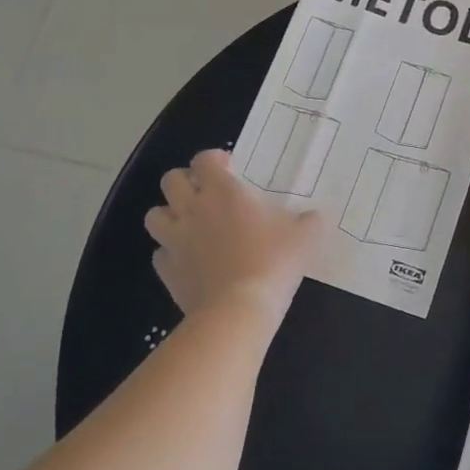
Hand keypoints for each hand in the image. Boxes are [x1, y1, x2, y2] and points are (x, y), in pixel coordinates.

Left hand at [143, 149, 321, 321]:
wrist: (238, 309)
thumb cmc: (273, 262)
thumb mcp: (305, 237)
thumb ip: (309, 221)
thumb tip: (315, 217)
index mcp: (223, 191)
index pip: (204, 160)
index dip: (214, 160)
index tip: (229, 168)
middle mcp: (192, 209)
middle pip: (171, 180)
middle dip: (186, 182)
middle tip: (206, 193)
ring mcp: (175, 240)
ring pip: (155, 215)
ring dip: (169, 214)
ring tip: (189, 223)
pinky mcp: (167, 270)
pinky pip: (160, 253)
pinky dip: (170, 252)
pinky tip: (188, 260)